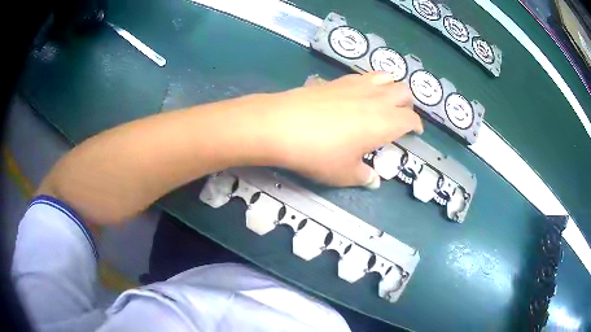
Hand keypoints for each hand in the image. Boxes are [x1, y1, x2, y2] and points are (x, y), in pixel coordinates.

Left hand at [259, 72, 422, 187]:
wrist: (281, 125)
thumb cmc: (319, 154)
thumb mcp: (344, 173)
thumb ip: (363, 176)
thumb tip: (373, 181)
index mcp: (385, 123)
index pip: (410, 119)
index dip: (416, 125)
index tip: (415, 132)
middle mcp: (376, 99)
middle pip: (403, 91)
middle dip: (407, 103)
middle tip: (401, 115)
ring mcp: (356, 85)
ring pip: (385, 77)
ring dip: (391, 87)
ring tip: (384, 99)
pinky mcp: (336, 80)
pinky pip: (362, 76)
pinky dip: (369, 82)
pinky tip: (358, 93)